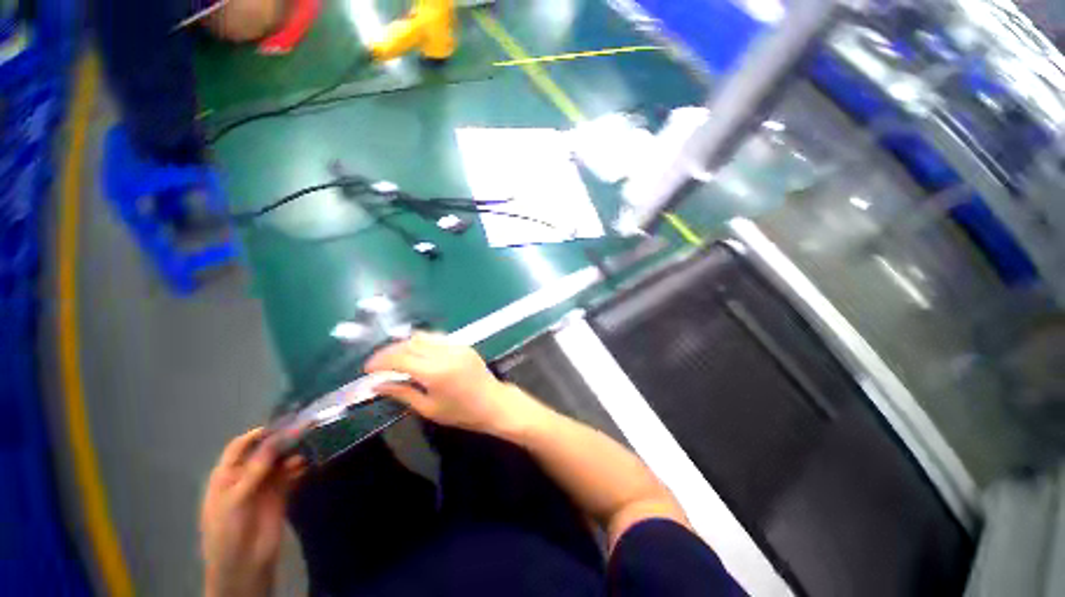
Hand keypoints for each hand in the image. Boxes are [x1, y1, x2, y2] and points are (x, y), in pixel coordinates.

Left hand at [200, 428, 305, 596]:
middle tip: (304, 429)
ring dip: (292, 454)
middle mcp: (246, 476)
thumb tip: (279, 436)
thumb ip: (257, 467)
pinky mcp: (280, 494)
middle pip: (264, 452)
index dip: (258, 434)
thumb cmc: (228, 528)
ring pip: (280, 462)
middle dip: (281, 441)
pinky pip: (291, 475)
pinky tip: (306, 466)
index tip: (280, 425)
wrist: (244, 562)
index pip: (240, 446)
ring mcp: (264, 485)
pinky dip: (299, 468)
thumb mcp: (237, 496)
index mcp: (227, 474)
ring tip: (308, 448)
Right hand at [365, 332, 532, 434]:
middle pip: (409, 343)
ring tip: (395, 359)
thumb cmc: (461, 412)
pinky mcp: (463, 344)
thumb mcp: (428, 408)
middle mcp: (445, 353)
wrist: (493, 402)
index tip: (367, 369)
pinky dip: (422, 344)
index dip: (380, 361)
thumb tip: (377, 384)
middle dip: (390, 351)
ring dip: (405, 345)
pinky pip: (437, 338)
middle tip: (378, 364)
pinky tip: (417, 356)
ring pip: (423, 337)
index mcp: (435, 372)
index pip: (400, 358)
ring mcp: (456, 346)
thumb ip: (402, 392)